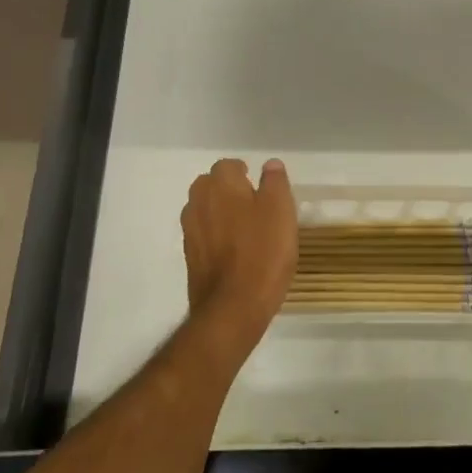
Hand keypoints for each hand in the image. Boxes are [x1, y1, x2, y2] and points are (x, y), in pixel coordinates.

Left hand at [180, 158, 297, 354]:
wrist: (233, 307)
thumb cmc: (263, 252)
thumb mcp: (281, 210)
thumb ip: (275, 182)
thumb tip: (269, 165)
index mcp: (220, 185)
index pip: (228, 166)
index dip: (245, 173)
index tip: (261, 187)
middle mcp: (198, 202)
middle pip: (210, 186)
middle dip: (229, 190)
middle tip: (255, 206)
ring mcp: (190, 231)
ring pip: (205, 210)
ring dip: (221, 213)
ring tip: (246, 230)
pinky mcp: (190, 257)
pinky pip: (204, 235)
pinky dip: (216, 237)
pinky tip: (235, 253)